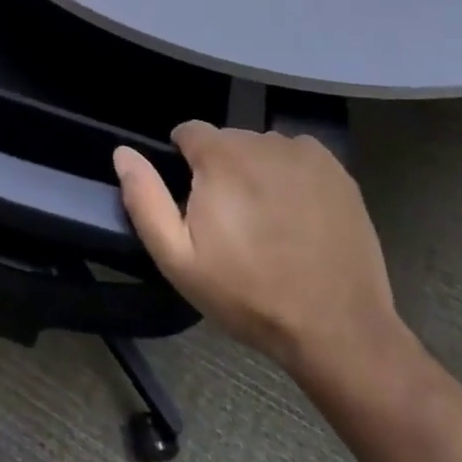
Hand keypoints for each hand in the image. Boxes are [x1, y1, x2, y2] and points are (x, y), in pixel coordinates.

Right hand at [114, 123, 405, 382]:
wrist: (338, 330)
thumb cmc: (249, 295)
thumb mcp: (179, 259)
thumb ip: (145, 200)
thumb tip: (123, 152)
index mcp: (220, 156)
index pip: (188, 132)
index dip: (185, 164)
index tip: (196, 203)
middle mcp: (261, 140)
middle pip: (227, 141)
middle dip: (221, 169)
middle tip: (233, 222)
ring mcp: (304, 152)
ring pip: (262, 148)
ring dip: (256, 172)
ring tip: (269, 222)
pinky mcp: (337, 169)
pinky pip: (298, 157)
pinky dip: (291, 176)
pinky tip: (298, 216)